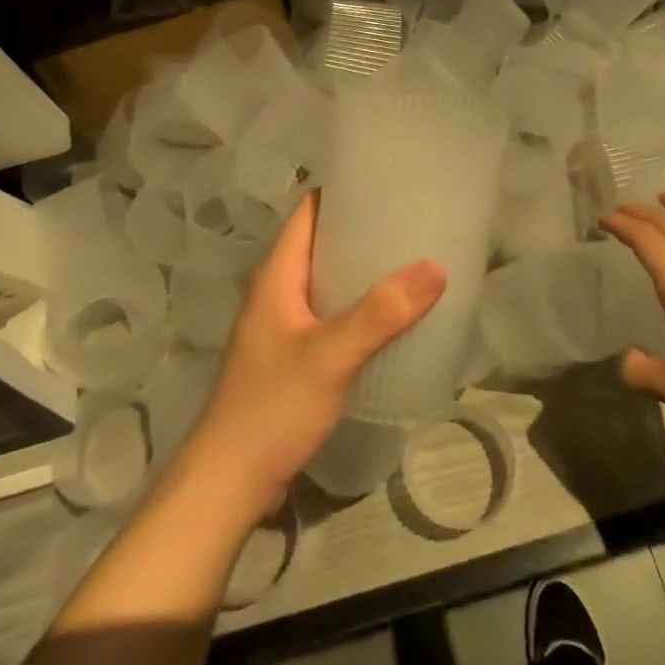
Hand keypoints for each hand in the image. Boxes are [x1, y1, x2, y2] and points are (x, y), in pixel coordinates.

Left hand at [177, 191, 445, 520]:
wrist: (229, 482)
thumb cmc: (273, 406)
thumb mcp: (330, 355)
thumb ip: (381, 312)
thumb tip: (435, 265)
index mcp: (277, 274)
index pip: (309, 211)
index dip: (344, 191)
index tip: (389, 183)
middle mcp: (277, 290)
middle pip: (322, 243)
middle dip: (363, 230)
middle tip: (414, 222)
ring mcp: (283, 324)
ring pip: (327, 280)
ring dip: (363, 270)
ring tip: (411, 261)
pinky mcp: (292, 355)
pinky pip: (330, 313)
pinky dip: (358, 305)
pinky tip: (390, 316)